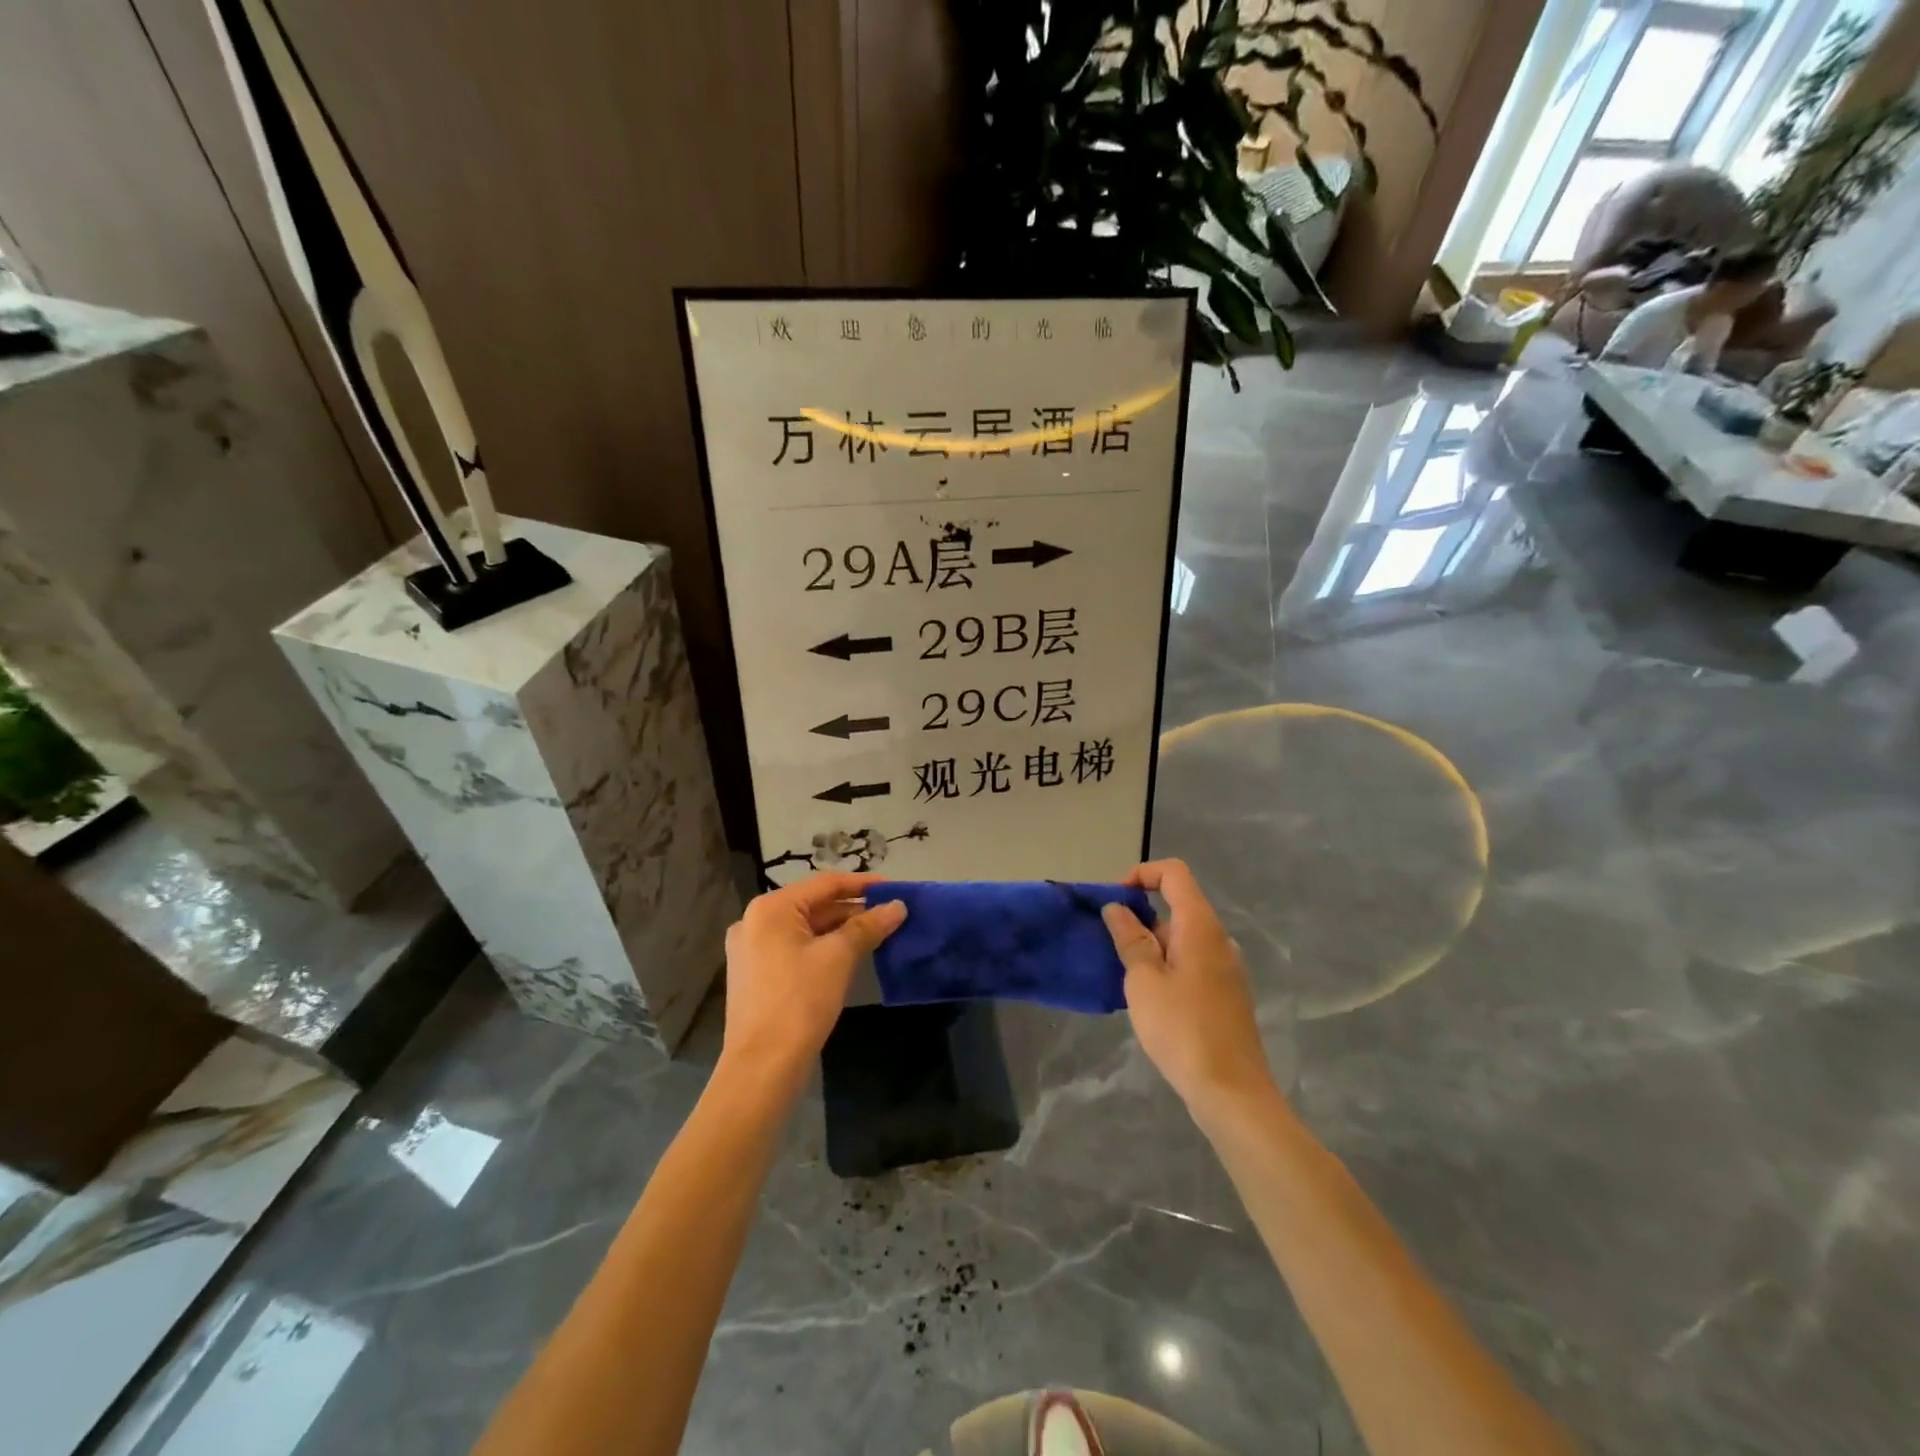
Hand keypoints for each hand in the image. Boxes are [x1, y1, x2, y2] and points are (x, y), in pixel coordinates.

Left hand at [720, 873, 906, 1089]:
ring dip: (841, 930)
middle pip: (814, 905)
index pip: (825, 884)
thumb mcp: (838, 957)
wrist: (763, 1067)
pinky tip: (851, 956)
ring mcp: (752, 950)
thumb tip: (898, 906)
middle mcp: (755, 922)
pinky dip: (824, 948)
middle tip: (892, 914)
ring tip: (879, 933)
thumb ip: (868, 926)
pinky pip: (796, 949)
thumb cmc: (800, 1001)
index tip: (896, 888)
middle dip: (854, 909)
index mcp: (770, 909)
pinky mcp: (756, 975)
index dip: (864, 884)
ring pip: (806, 929)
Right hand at [1102, 859, 1276, 1120]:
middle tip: (1110, 945)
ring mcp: (1225, 969)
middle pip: (1177, 906)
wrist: (1231, 1093)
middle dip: (1140, 917)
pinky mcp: (1225, 995)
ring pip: (1182, 938)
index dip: (1141, 874)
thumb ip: (1130, 939)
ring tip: (1124, 977)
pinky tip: (1148, 1000)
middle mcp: (1218, 940)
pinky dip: (1166, 966)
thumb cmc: (1182, 1029)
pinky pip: (1191, 963)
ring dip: (1150, 946)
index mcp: (1200, 927)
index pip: (1173, 874)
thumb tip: (1117, 908)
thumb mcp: (1143, 981)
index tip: (1114, 901)